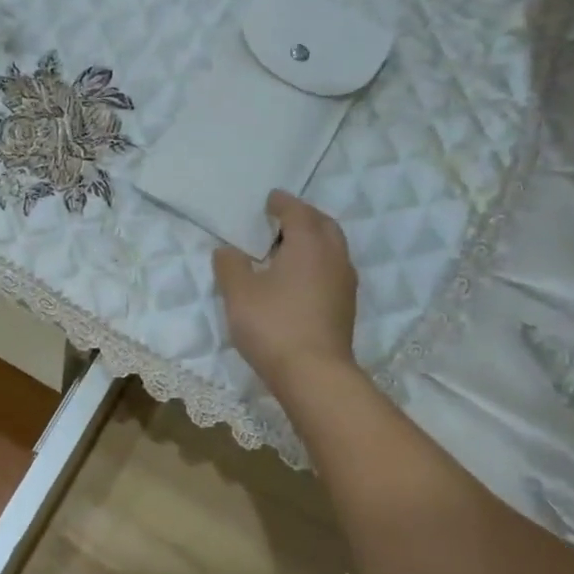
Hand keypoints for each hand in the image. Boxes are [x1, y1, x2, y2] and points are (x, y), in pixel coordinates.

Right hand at [213, 190, 359, 393]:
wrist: (314, 374)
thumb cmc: (273, 325)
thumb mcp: (239, 293)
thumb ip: (230, 266)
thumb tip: (228, 250)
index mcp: (309, 244)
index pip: (297, 212)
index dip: (282, 203)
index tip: (270, 200)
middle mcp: (333, 257)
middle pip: (323, 225)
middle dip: (304, 217)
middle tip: (282, 219)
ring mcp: (344, 283)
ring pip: (332, 249)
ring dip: (314, 240)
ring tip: (289, 247)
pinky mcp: (345, 307)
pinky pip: (332, 270)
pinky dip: (317, 263)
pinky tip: (299, 278)